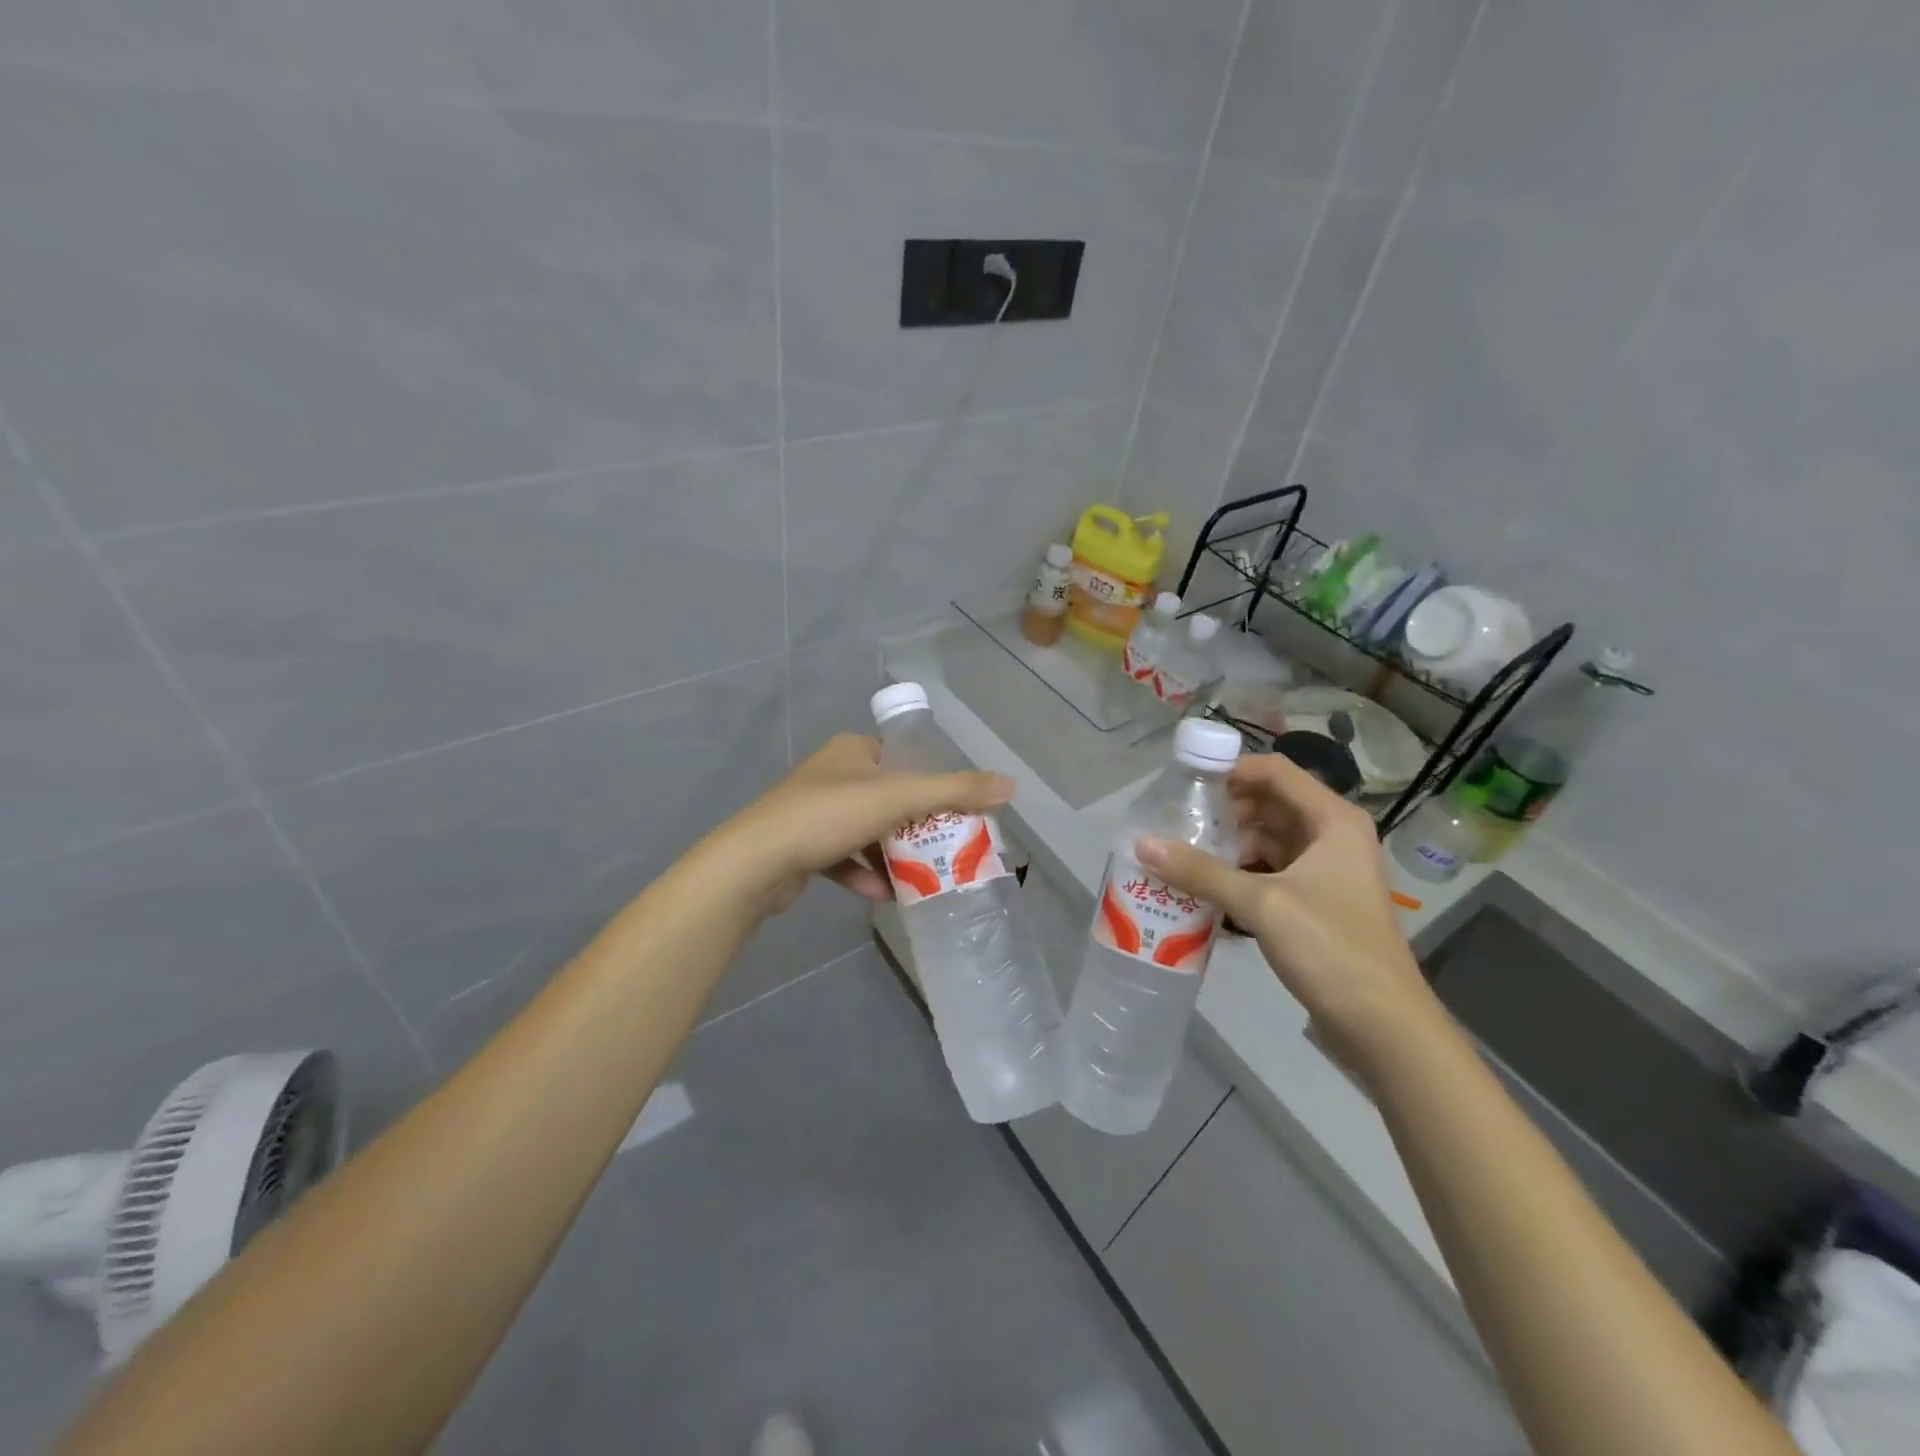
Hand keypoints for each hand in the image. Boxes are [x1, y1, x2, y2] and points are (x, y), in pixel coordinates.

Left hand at [714, 734, 1013, 915]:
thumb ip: (954, 791)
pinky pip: (843, 857)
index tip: (958, 813)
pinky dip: (864, 873)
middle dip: (916, 826)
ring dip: (892, 854)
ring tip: (922, 876)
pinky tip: (882, 895)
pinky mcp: (802, 846)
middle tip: (946, 848)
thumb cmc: (828, 816)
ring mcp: (814, 811)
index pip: (904, 760)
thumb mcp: (898, 798)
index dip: (933, 784)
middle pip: (889, 798)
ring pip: (867, 831)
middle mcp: (833, 774)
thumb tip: (1010, 784)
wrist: (755, 863)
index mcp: (853, 751)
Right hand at [1136, 752, 1444, 1071]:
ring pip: (1268, 839)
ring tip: (1182, 852)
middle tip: (1175, 821)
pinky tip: (1205, 884)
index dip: (1230, 770)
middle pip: (1269, 803)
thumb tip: (1142, 844)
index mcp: (1332, 820)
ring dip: (1229, 844)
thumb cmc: (1330, 948)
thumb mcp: (1261, 903)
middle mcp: (1332, 835)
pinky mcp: (1316, 900)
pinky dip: (1240, 872)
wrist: (1382, 1025)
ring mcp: (1326, 869)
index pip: (1275, 771)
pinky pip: (1271, 869)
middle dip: (1223, 810)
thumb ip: (1200, 871)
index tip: (1184, 783)